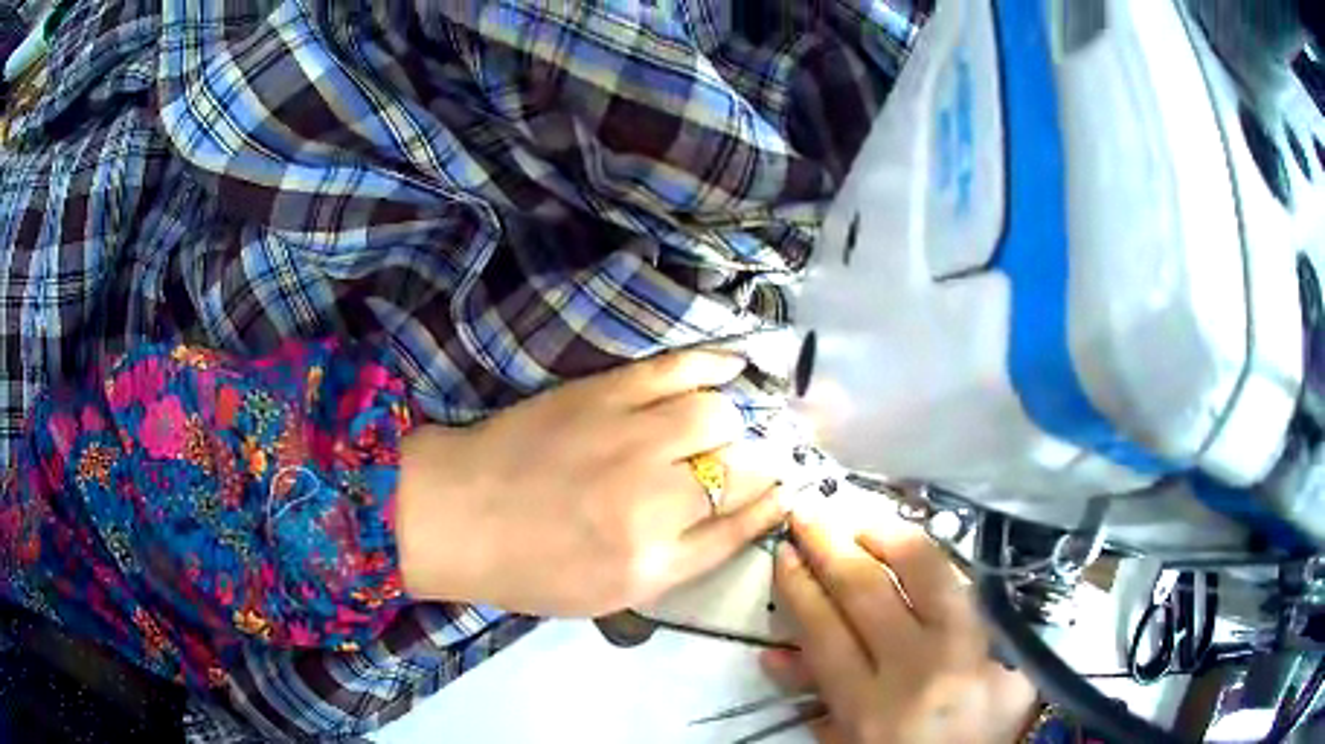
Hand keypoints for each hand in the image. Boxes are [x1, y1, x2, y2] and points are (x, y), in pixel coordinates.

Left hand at [394, 350, 787, 615]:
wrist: (457, 514)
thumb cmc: (526, 568)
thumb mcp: (608, 595)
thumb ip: (677, 563)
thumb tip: (733, 521)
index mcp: (654, 562)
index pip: (741, 528)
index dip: (770, 506)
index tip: (783, 491)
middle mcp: (654, 502)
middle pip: (741, 471)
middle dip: (759, 465)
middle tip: (753, 460)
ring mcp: (630, 439)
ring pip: (719, 416)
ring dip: (731, 422)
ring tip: (721, 425)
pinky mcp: (605, 393)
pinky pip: (678, 369)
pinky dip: (714, 364)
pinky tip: (733, 365)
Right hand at [765, 512, 1037, 743]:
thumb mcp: (847, 742)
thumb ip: (814, 700)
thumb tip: (773, 654)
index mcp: (870, 711)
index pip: (825, 633)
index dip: (800, 587)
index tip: (784, 554)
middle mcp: (919, 673)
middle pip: (868, 593)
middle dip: (830, 546)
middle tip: (809, 514)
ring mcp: (969, 651)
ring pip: (928, 573)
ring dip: (888, 536)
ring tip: (859, 519)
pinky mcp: (1005, 643)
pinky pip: (966, 585)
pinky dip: (935, 560)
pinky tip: (912, 543)